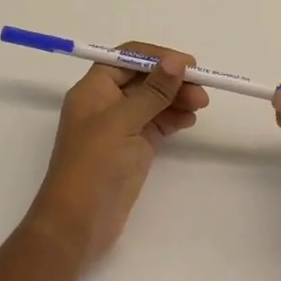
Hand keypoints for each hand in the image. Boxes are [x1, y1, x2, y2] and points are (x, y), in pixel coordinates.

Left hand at [26, 43, 209, 265]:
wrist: (78, 224)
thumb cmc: (94, 165)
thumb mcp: (123, 122)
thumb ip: (153, 91)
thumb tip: (177, 61)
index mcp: (93, 89)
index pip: (128, 58)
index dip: (158, 56)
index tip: (189, 64)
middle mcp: (106, 103)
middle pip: (143, 79)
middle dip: (172, 80)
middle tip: (202, 88)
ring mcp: (120, 127)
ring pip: (153, 101)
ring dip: (176, 98)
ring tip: (201, 105)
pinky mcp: (132, 148)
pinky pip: (156, 123)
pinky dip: (173, 118)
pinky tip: (190, 119)